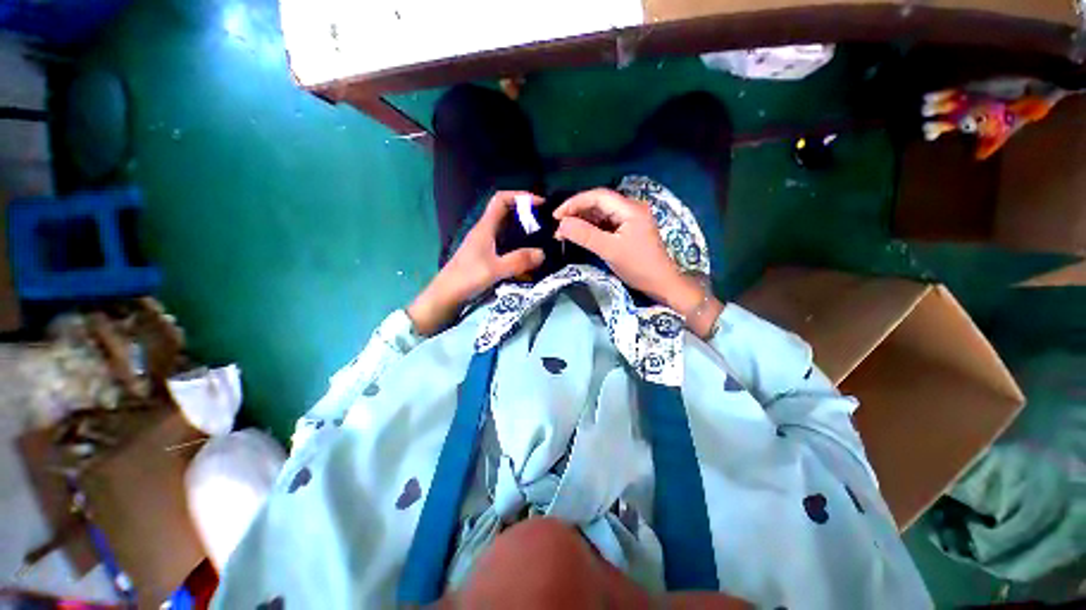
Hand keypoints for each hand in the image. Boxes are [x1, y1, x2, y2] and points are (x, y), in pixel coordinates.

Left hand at [407, 191, 545, 335]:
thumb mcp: (495, 270)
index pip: (501, 200)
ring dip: (523, 232)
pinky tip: (527, 259)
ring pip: (507, 231)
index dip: (520, 196)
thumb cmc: (467, 278)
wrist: (446, 295)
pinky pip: (506, 245)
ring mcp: (485, 245)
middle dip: (526, 215)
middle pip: (506, 214)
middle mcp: (485, 232)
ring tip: (541, 240)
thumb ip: (518, 261)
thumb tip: (542, 253)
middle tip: (545, 225)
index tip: (540, 203)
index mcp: (485, 228)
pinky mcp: (486, 256)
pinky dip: (518, 247)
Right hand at [553, 188, 722, 337]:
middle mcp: (630, 208)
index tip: (556, 216)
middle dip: (577, 212)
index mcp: (630, 208)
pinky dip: (591, 228)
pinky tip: (580, 235)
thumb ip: (585, 235)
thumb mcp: (610, 251)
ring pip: (601, 214)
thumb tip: (561, 224)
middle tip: (559, 227)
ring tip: (565, 232)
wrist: (662, 284)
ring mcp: (630, 219)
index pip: (597, 196)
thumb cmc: (639, 267)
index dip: (574, 203)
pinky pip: (605, 224)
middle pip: (598, 203)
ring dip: (582, 221)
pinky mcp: (628, 230)